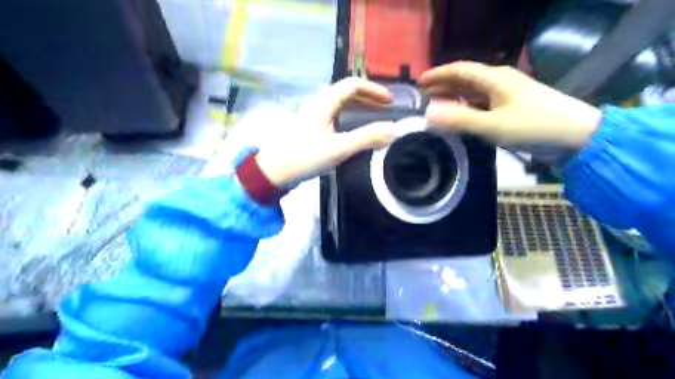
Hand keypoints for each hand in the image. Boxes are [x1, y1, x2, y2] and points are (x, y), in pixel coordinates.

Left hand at [258, 77, 395, 187]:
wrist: (274, 172)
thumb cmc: (304, 157)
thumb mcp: (338, 148)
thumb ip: (366, 138)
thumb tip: (394, 130)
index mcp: (324, 103)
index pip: (352, 85)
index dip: (374, 90)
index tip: (390, 102)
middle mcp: (318, 104)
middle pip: (346, 91)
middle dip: (368, 96)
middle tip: (386, 107)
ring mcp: (313, 116)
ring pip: (340, 103)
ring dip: (359, 105)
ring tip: (374, 115)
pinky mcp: (310, 128)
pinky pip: (334, 114)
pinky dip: (349, 116)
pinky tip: (353, 129)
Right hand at [420, 60, 603, 145]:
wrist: (577, 135)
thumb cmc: (532, 126)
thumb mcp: (492, 125)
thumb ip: (459, 119)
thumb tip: (428, 113)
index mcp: (494, 79)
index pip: (460, 70)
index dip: (438, 74)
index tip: (419, 82)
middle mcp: (500, 81)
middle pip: (466, 78)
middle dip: (444, 84)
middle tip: (424, 95)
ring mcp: (508, 93)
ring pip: (474, 90)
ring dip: (455, 95)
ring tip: (437, 104)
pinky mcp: (513, 105)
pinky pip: (483, 101)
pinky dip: (468, 105)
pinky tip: (461, 114)